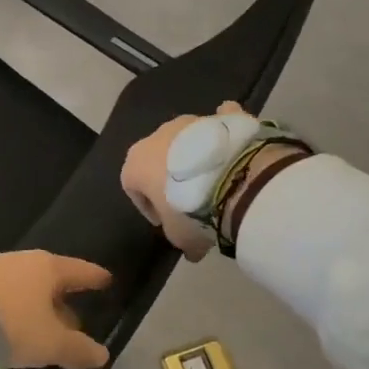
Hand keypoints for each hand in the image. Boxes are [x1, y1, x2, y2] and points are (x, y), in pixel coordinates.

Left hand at [0, 251, 112, 368]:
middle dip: (63, 299)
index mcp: (48, 267)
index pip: (80, 270)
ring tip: (43, 329)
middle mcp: (23, 261)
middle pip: (51, 279)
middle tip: (75, 320)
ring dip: (37, 306)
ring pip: (26, 287)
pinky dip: (15, 308)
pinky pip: (5, 294)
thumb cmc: (12, 323)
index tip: (106, 280)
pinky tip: (14, 327)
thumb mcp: (50, 343)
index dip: (94, 278)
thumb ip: (78, 349)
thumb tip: (101, 354)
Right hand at [120, 102, 252, 261]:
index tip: (166, 221)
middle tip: (189, 201)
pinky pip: (219, 122)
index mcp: (135, 163)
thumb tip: (191, 250)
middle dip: (169, 177)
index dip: (148, 206)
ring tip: (215, 180)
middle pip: (157, 159)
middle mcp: (156, 136)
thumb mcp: (180, 237)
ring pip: (186, 140)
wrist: (236, 181)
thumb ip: (178, 237)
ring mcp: (190, 122)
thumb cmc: (192, 211)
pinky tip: (232, 144)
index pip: (132, 186)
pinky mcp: (222, 118)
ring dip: (194, 157)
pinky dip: (222, 130)